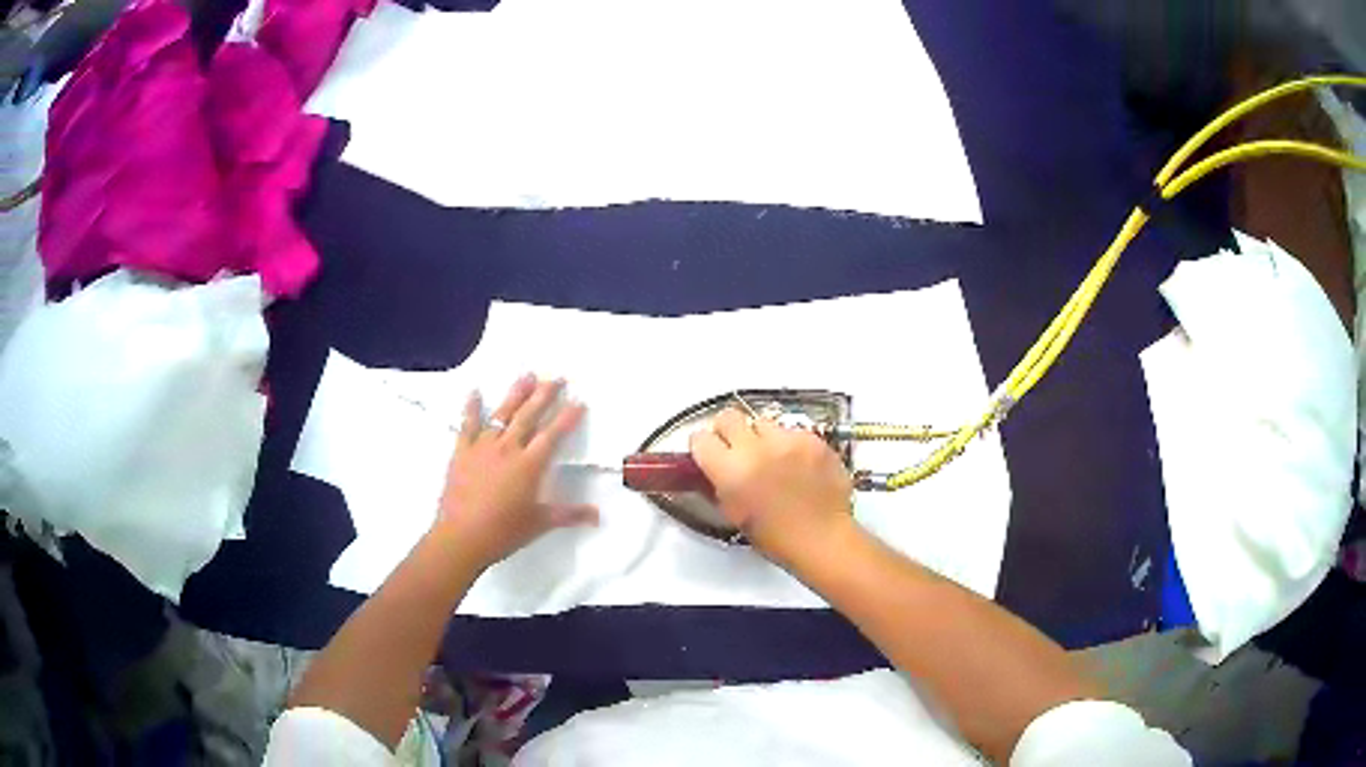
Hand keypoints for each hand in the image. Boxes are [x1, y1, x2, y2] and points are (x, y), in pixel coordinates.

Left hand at [436, 375, 597, 569]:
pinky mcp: (462, 451)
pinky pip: (467, 424)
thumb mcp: (540, 523)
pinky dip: (471, 407)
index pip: (553, 435)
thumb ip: (570, 515)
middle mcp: (508, 448)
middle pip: (529, 415)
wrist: (462, 536)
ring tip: (527, 375)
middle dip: (544, 394)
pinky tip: (475, 392)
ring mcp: (483, 447)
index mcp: (529, 465)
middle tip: (556, 377)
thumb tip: (598, 516)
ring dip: (515, 394)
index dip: (567, 417)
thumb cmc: (504, 532)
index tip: (579, 401)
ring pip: (502, 413)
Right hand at [689, 408, 854, 568]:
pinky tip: (797, 465)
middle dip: (727, 430)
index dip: (703, 446)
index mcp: (731, 472)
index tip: (708, 452)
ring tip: (772, 458)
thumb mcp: (734, 515)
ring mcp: (787, 441)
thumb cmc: (777, 538)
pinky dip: (790, 444)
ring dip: (761, 437)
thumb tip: (712, 468)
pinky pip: (792, 431)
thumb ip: (719, 485)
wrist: (824, 538)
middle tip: (735, 447)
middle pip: (728, 417)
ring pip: (762, 422)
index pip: (701, 439)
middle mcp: (756, 449)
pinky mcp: (812, 439)